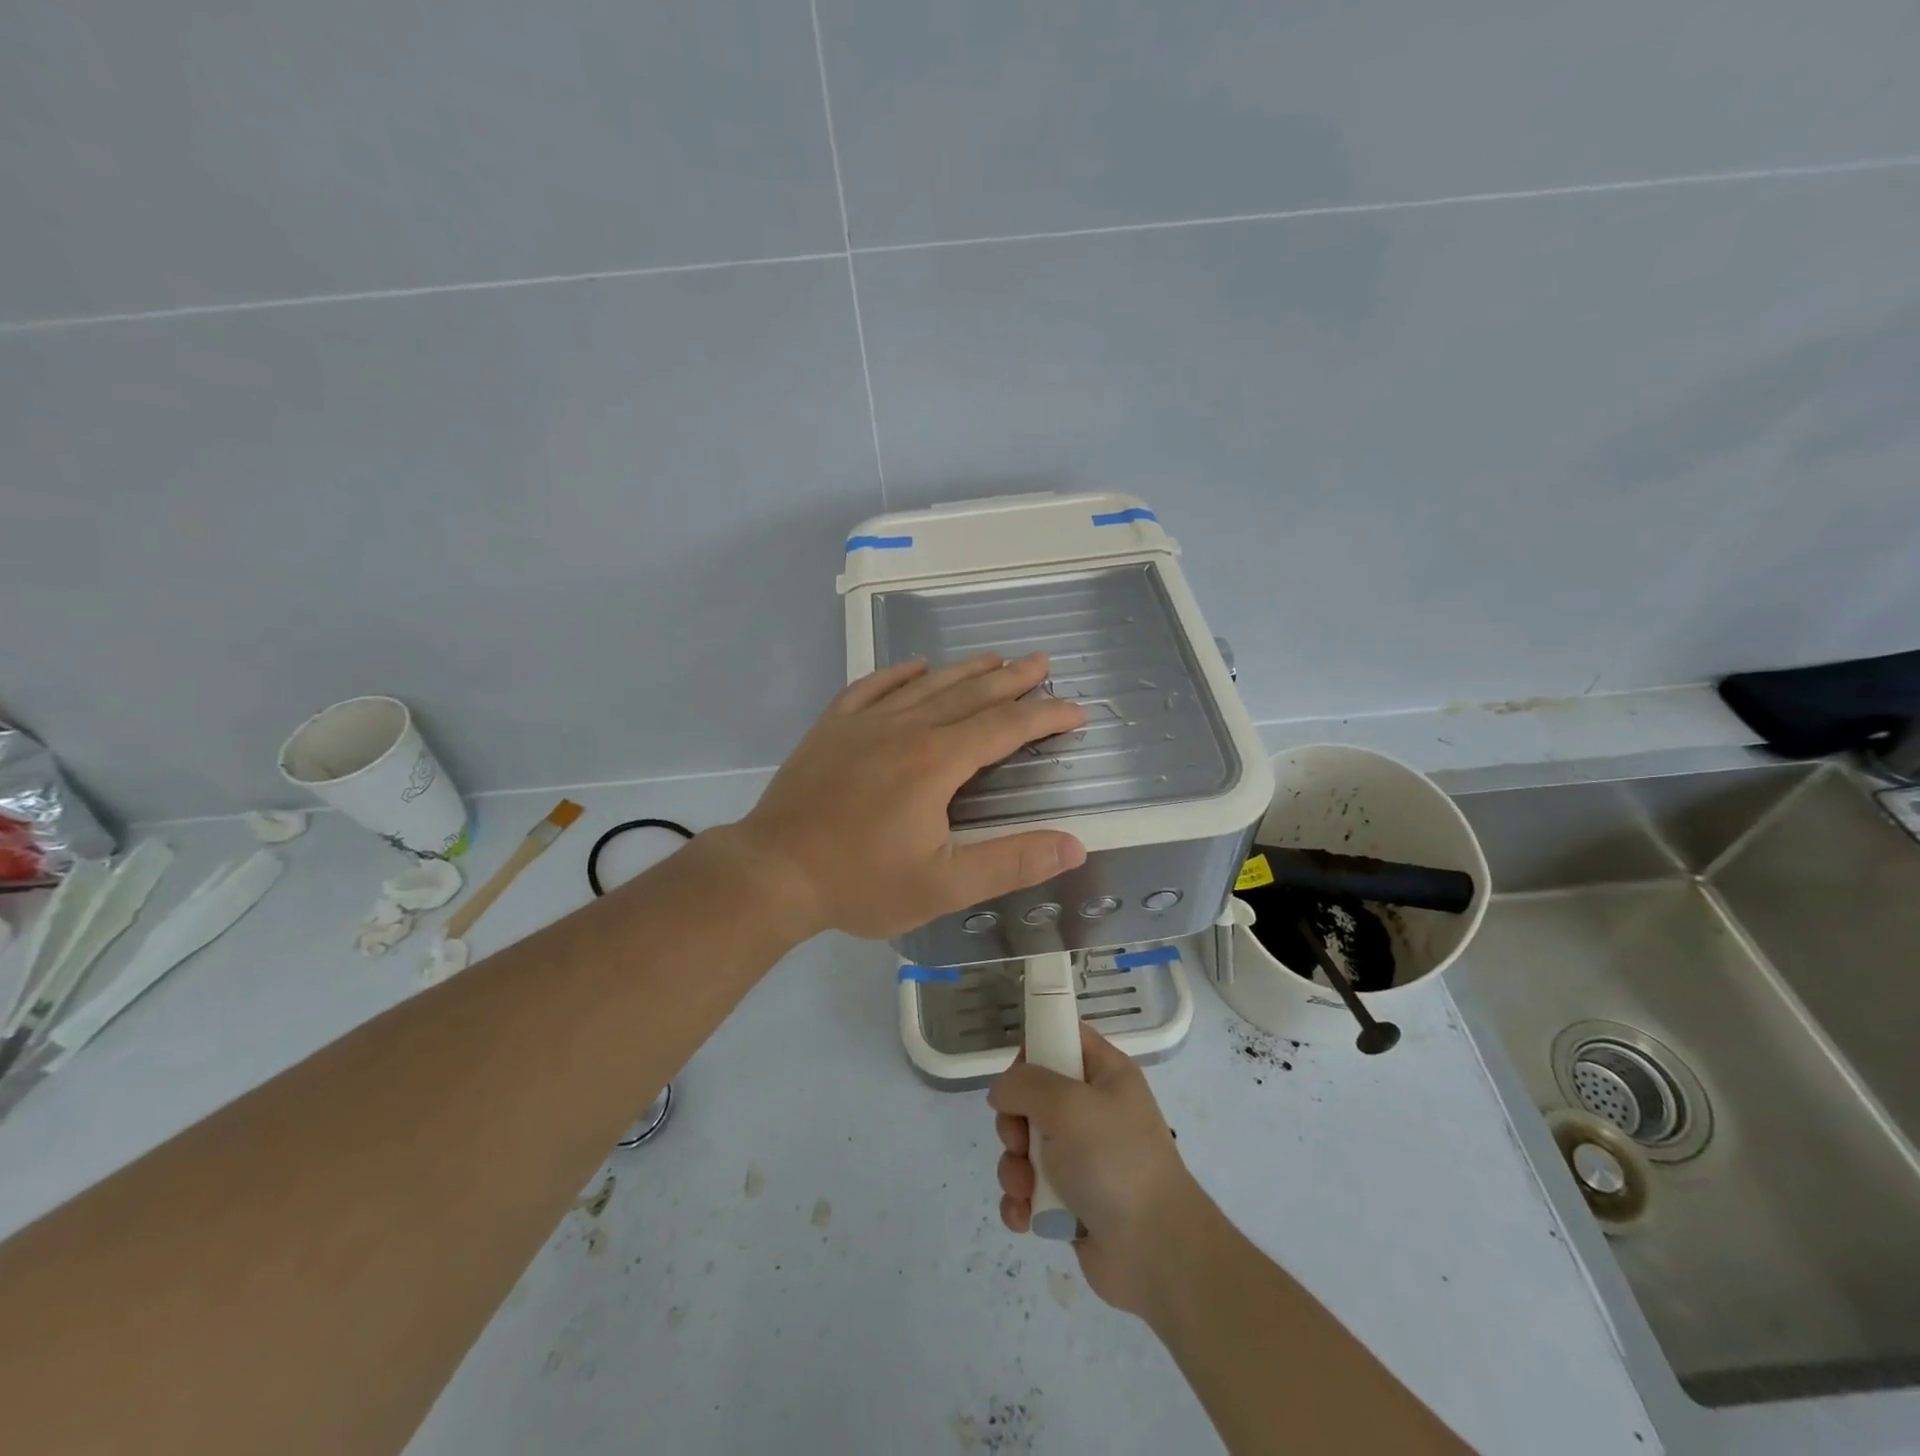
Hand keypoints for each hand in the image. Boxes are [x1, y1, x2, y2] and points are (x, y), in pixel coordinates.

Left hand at [732, 652, 1087, 941]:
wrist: (773, 872)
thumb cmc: (860, 882)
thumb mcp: (942, 886)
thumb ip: (1010, 863)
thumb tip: (1073, 845)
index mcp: (937, 762)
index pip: (1004, 728)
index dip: (1044, 717)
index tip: (1075, 710)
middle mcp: (906, 729)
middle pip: (969, 695)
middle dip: (1011, 679)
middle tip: (1041, 663)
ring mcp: (864, 724)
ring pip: (925, 686)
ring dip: (964, 670)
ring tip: (994, 657)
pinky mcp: (831, 728)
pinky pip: (871, 688)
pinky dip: (897, 673)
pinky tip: (913, 665)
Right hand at [989, 1022, 1205, 1316]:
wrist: (1156, 1252)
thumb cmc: (1114, 1161)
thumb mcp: (1067, 1105)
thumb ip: (1025, 1084)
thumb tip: (1002, 1091)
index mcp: (1106, 1074)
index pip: (1064, 1037)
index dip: (1036, 1047)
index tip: (1017, 1073)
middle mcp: (1093, 1110)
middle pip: (1033, 1095)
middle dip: (1014, 1122)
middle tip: (1021, 1141)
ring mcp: (1081, 1157)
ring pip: (1025, 1145)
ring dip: (1014, 1168)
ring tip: (1025, 1190)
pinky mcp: (1070, 1200)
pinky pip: (1029, 1189)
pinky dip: (1021, 1202)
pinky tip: (1024, 1217)